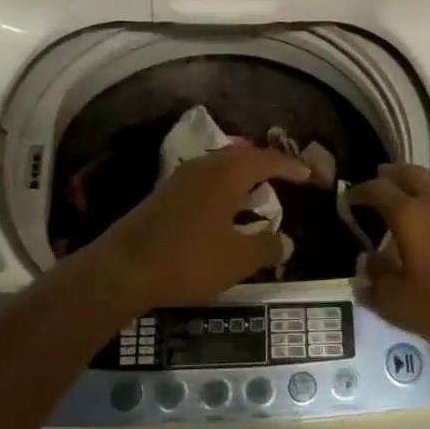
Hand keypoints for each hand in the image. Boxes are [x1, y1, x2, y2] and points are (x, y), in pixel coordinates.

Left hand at [76, 144, 308, 308]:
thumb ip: (266, 247)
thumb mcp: (237, 260)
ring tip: (256, 199)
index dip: (289, 166)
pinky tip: (222, 216)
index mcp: (227, 174)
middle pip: (241, 158)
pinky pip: (203, 184)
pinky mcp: (163, 196)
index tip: (307, 174)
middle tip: (282, 181)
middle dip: (264, 168)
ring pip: (219, 171)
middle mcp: (204, 168)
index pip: (266, 159)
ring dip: (240, 182)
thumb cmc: (189, 259)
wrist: (122, 269)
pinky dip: (221, 194)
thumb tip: (287, 241)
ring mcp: (180, 180)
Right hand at [347, 164, 429, 349]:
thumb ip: (376, 279)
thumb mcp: (398, 303)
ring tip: (416, 184)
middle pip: (411, 173)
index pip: (378, 190)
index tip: (350, 197)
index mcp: (410, 216)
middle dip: (392, 174)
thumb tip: (366, 260)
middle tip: (381, 177)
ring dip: (424, 176)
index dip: (361, 191)